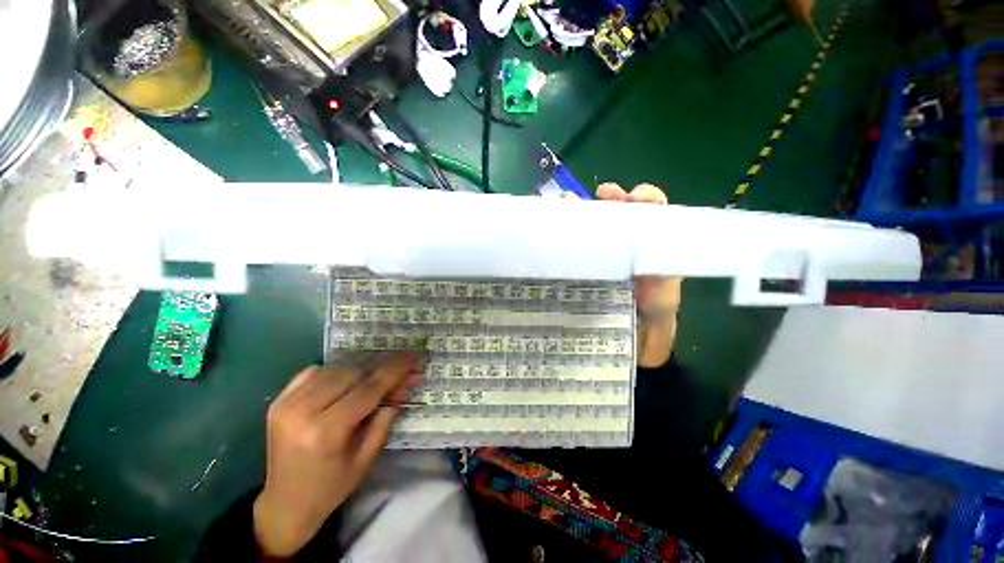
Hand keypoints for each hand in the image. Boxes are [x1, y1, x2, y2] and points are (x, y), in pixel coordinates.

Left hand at [253, 354, 422, 556]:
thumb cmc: (331, 487)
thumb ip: (385, 418)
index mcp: (327, 431)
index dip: (394, 370)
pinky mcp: (278, 402)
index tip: (412, 356)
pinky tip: (342, 384)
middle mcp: (303, 412)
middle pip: (353, 373)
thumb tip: (403, 385)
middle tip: (395, 375)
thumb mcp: (366, 457)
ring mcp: (286, 404)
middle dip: (378, 371)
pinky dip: (333, 373)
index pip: (369, 389)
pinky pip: (312, 372)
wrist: (284, 504)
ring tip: (369, 383)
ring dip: (358, 372)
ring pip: (334, 369)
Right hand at [574, 183, 682, 366]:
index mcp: (652, 236)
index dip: (644, 197)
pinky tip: (556, 221)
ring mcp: (605, 246)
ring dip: (583, 207)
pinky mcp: (587, 258)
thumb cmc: (655, 305)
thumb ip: (664, 265)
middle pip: (619, 207)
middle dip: (611, 196)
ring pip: (595, 219)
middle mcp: (628, 235)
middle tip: (602, 194)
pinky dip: (567, 227)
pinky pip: (578, 238)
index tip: (633, 199)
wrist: (636, 328)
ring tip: (568, 202)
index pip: (651, 206)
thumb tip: (654, 243)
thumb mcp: (666, 285)